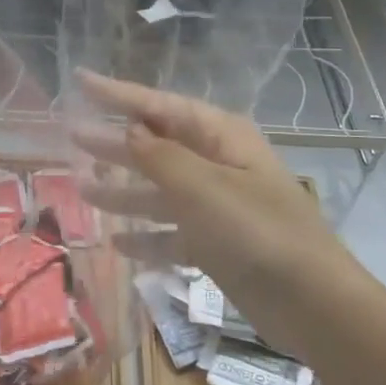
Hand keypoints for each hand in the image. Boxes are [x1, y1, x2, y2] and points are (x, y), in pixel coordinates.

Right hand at [72, 71, 350, 319]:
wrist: (313, 304)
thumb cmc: (256, 232)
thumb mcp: (201, 187)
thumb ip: (159, 156)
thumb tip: (129, 129)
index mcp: (220, 137)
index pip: (159, 106)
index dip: (117, 94)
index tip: (80, 80)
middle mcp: (218, 164)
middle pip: (157, 145)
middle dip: (115, 142)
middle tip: (72, 136)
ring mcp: (218, 206)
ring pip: (160, 190)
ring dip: (123, 190)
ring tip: (82, 188)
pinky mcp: (217, 244)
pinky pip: (172, 232)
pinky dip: (147, 235)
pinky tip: (117, 243)